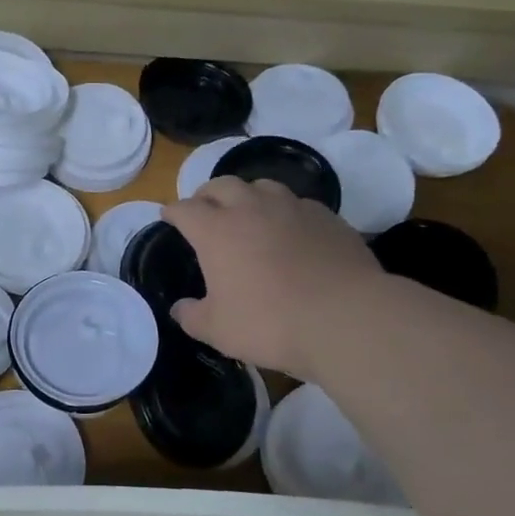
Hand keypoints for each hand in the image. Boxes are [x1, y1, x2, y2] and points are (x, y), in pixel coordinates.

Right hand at [163, 176, 384, 378]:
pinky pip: (298, 203)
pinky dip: (285, 211)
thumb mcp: (218, 330)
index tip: (168, 218)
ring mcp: (292, 208)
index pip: (184, 209)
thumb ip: (192, 317)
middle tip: (204, 210)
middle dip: (206, 195)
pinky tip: (290, 230)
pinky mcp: (327, 217)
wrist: (346, 318)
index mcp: (216, 231)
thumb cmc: (270, 323)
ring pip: (262, 186)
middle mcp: (251, 208)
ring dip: (247, 195)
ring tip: (247, 213)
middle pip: (221, 185)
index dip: (172, 212)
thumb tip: (179, 308)